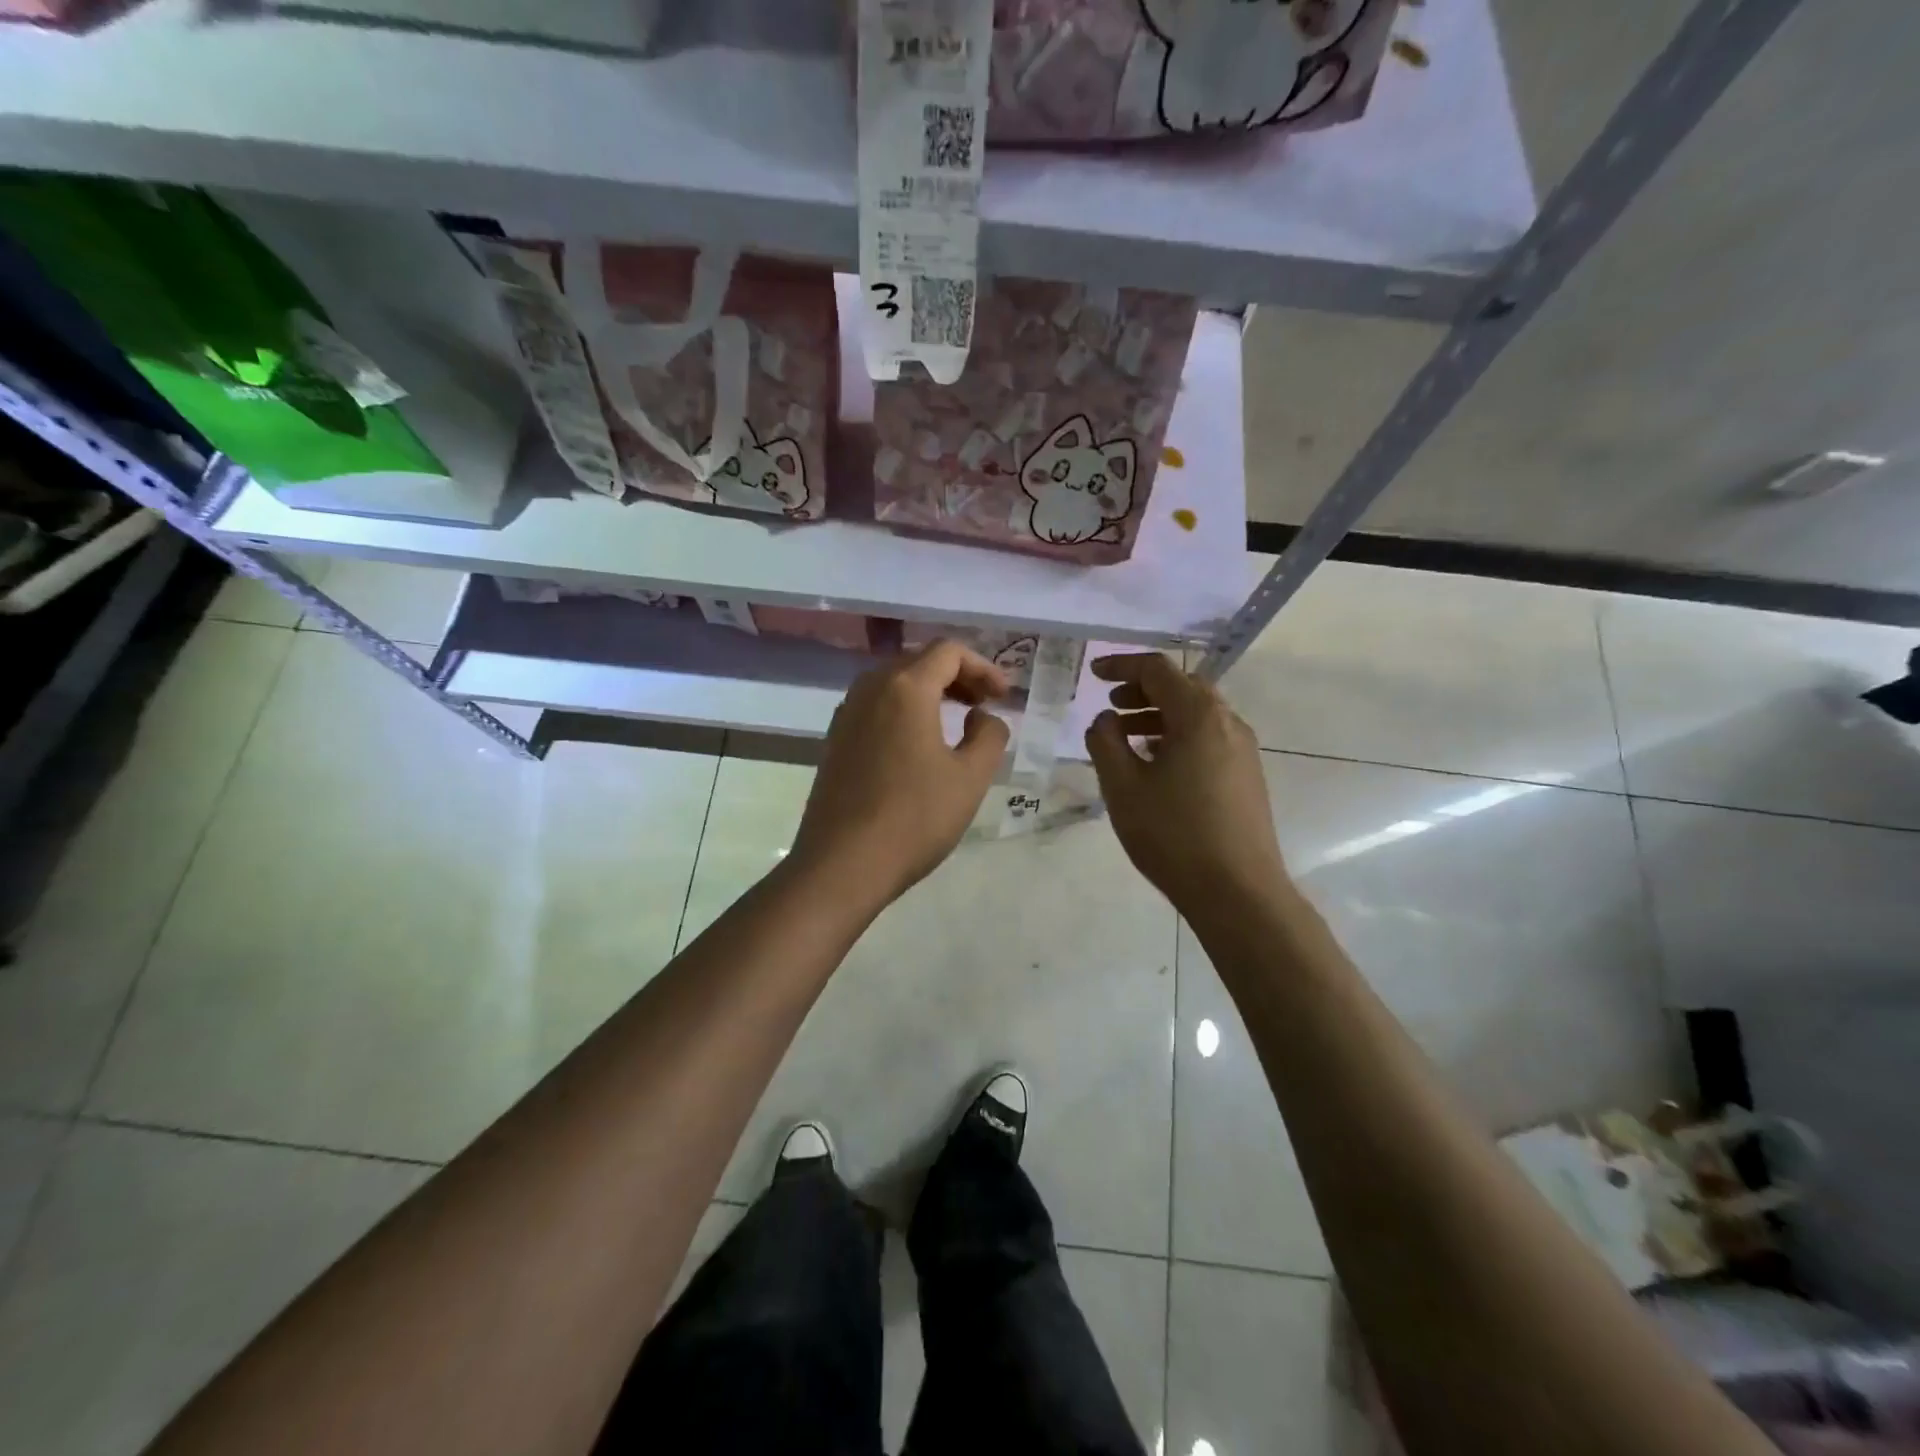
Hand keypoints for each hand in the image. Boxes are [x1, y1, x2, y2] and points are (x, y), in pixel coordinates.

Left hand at [790, 640, 1011, 910]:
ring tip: (956, 720)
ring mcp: (846, 714)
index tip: (1004, 696)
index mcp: (905, 688)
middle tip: (984, 705)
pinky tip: (918, 744)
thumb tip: (982, 717)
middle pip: (919, 662)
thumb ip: (989, 735)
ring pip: (894, 684)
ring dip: (929, 692)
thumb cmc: (914, 818)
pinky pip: (876, 707)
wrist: (842, 864)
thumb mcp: (970, 778)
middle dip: (957, 676)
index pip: (948, 652)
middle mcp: (870, 689)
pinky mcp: (834, 741)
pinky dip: (904, 711)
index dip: (983, 667)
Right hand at [1084, 653, 1289, 913]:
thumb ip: (1106, 742)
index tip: (1093, 673)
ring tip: (1126, 736)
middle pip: (1182, 687)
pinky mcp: (1246, 775)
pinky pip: (1208, 738)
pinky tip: (1156, 764)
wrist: (1237, 892)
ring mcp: (1243, 750)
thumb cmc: (1173, 834)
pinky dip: (1177, 736)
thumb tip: (1105, 720)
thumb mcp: (1123, 787)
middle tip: (1110, 705)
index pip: (1158, 670)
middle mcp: (1228, 723)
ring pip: (1196, 715)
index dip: (1121, 666)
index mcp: (1199, 716)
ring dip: (1159, 715)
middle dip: (1142, 690)